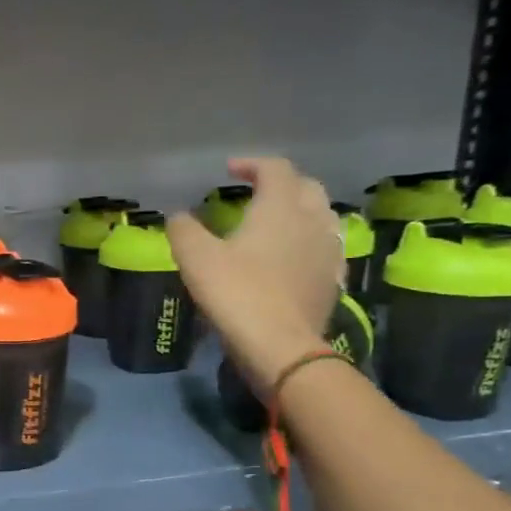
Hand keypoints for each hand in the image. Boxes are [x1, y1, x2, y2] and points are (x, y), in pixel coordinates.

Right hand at [169, 157, 342, 391]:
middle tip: (256, 192)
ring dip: (300, 209)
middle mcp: (311, 219)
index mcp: (280, 207)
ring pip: (321, 215)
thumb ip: (184, 230)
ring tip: (277, 221)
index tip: (229, 171)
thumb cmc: (236, 293)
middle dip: (281, 183)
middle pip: (305, 186)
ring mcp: (328, 249)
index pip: (275, 168)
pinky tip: (296, 255)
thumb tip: (178, 216)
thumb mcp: (196, 258)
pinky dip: (310, 240)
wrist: (280, 345)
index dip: (252, 164)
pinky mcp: (333, 278)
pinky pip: (326, 246)